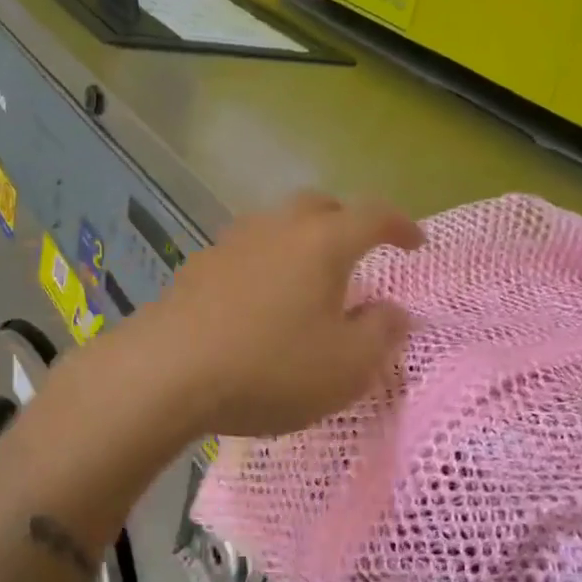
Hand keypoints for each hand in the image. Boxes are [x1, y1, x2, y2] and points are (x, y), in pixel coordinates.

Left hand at [134, 193, 423, 437]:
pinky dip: (266, 265)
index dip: (401, 226)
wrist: (166, 374)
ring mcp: (231, 244)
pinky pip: (246, 252)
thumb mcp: (346, 366)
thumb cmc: (270, 369)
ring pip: (278, 225)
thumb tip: (396, 312)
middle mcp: (277, 229)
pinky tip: (260, 301)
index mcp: (323, 243)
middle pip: (321, 207)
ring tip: (309, 279)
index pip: (373, 216)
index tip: (416, 244)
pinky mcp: (198, 268)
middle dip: (348, 223)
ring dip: (302, 242)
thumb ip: (381, 334)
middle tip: (360, 254)